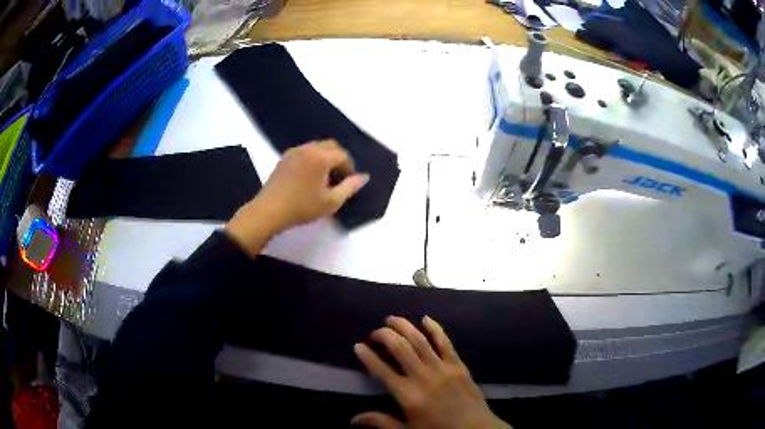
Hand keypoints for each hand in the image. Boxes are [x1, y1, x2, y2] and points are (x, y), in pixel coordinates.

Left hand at [226, 140, 368, 256]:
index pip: (342, 155)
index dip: (349, 166)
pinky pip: (304, 151)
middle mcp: (308, 149)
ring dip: (325, 157)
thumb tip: (364, 177)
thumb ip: (350, 187)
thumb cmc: (302, 207)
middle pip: (330, 145)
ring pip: (316, 147)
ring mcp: (294, 151)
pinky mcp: (284, 158)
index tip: (349, 180)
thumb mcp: (331, 202)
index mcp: (321, 157)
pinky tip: (310, 175)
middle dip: (339, 157)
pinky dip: (312, 158)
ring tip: (325, 176)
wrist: (270, 210)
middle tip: (340, 175)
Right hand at [352, 316, 509, 428]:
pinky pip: (445, 342)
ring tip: (392, 319)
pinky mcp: (458, 365)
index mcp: (408, 395)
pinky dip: (435, 328)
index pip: (382, 371)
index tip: (358, 346)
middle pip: (400, 349)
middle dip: (384, 336)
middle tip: (374, 332)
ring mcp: (443, 368)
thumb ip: (381, 422)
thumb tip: (353, 419)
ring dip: (404, 326)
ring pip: (420, 341)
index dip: (368, 357)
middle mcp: (423, 377)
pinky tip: (426, 318)